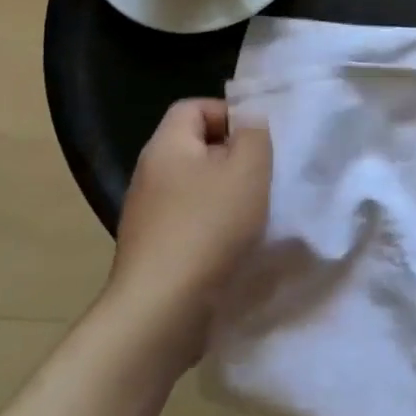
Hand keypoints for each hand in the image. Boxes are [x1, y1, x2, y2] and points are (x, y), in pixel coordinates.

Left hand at [103, 99, 271, 376]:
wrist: (163, 308)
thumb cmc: (209, 226)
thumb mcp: (248, 168)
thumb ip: (254, 134)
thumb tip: (249, 123)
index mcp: (166, 147)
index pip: (194, 107)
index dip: (229, 114)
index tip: (260, 140)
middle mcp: (151, 175)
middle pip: (198, 149)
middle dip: (235, 158)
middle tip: (266, 175)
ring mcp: (149, 215)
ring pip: (198, 188)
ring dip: (229, 196)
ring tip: (258, 212)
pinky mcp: (157, 250)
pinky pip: (193, 222)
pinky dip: (217, 227)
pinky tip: (238, 244)